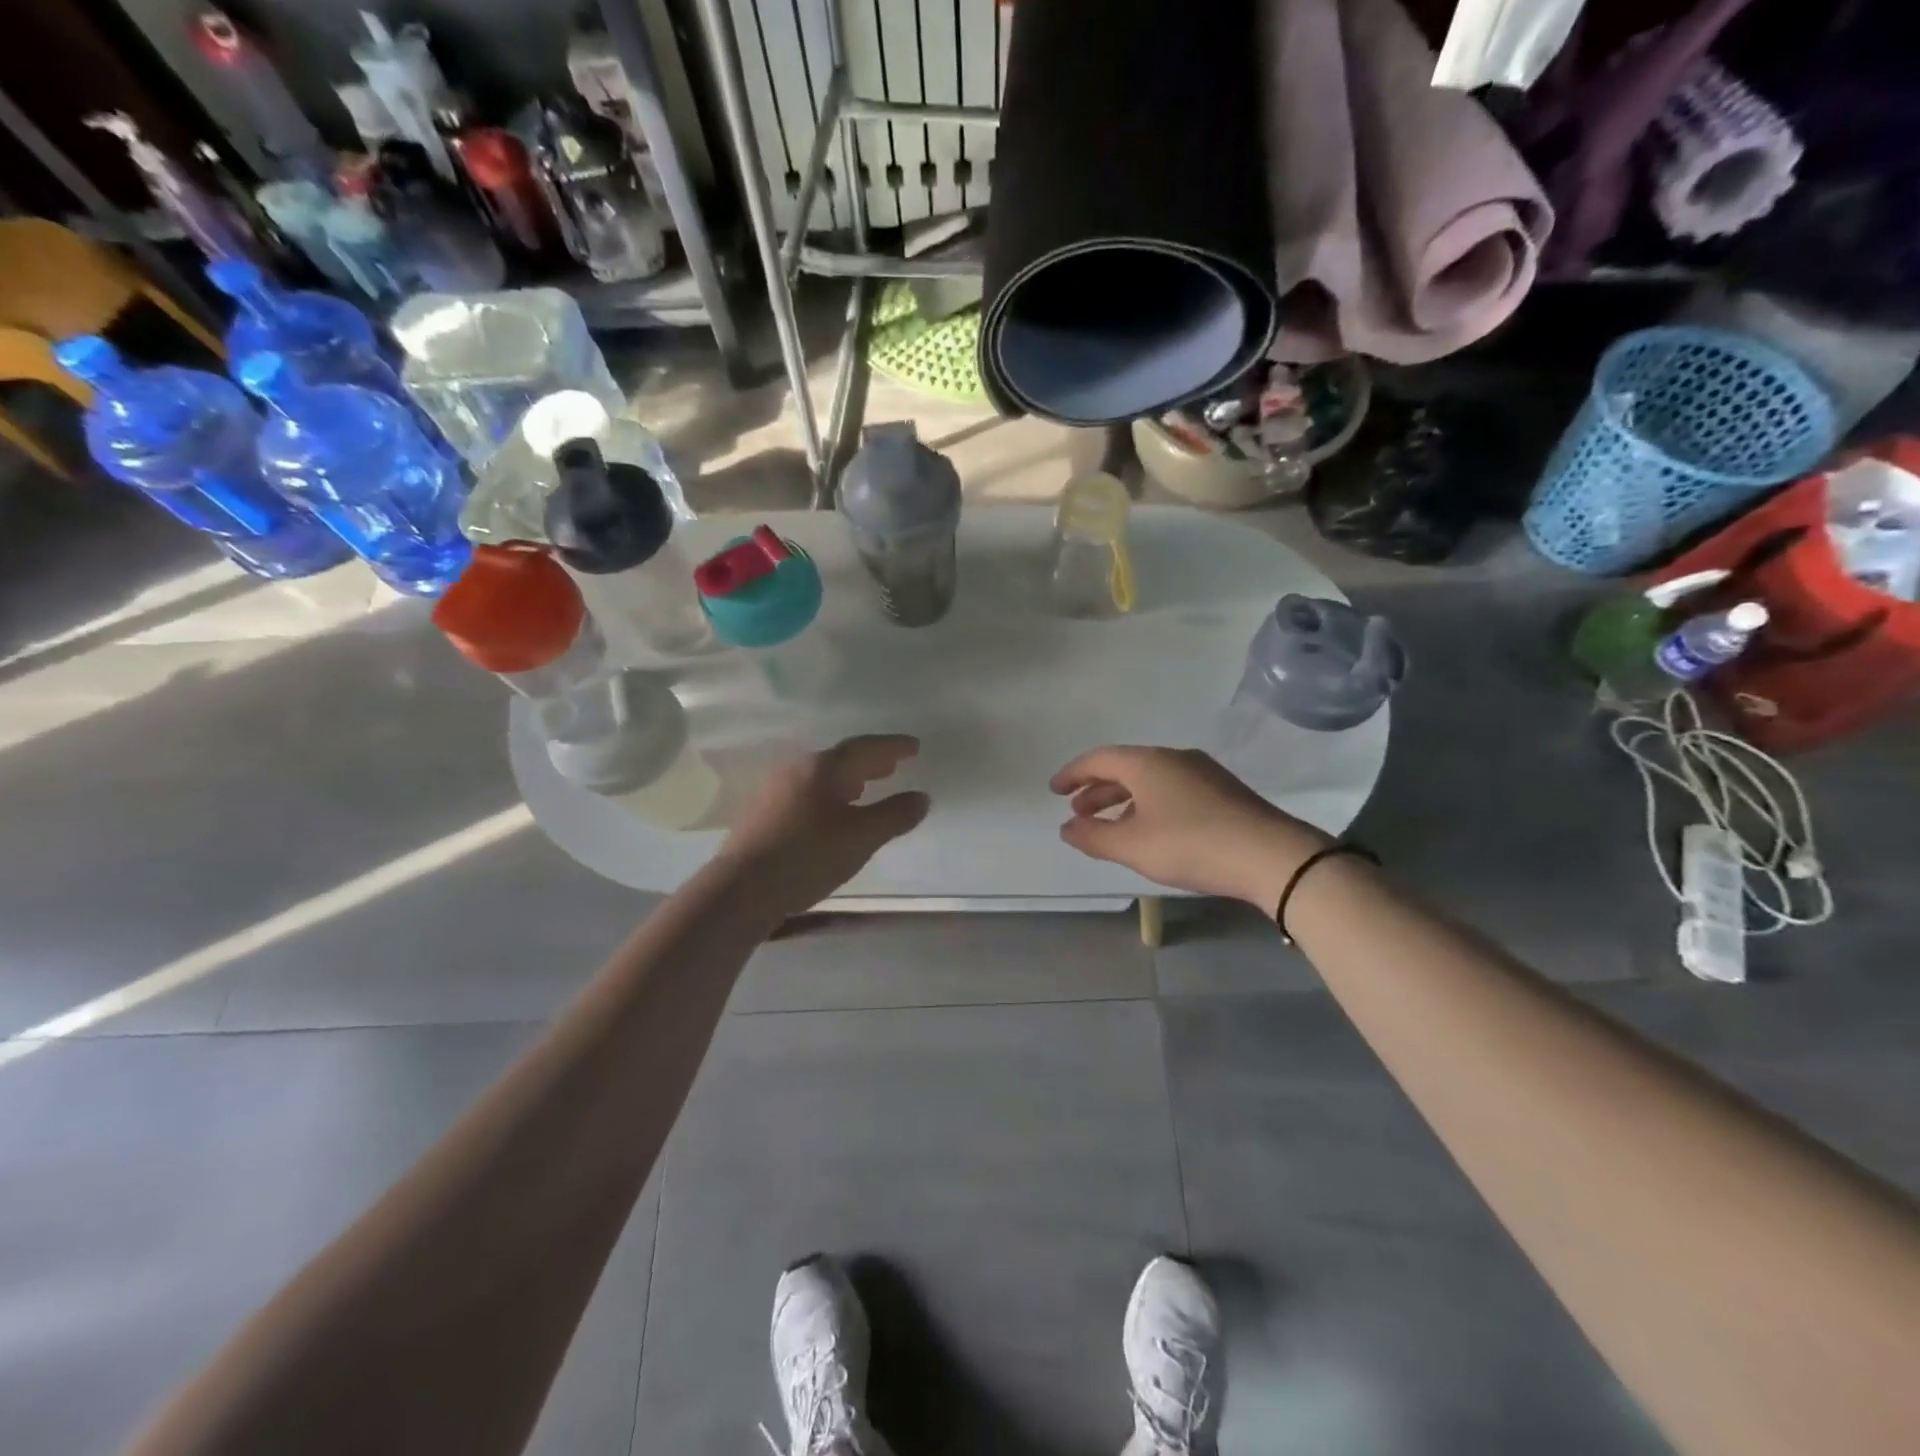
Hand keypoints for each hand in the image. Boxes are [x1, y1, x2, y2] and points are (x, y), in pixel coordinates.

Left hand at [718, 735, 929, 917]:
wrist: (741, 888)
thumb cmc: (808, 856)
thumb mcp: (862, 838)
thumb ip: (895, 815)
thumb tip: (921, 797)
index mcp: (823, 767)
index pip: (865, 747)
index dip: (893, 747)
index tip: (915, 747)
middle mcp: (797, 769)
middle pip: (841, 759)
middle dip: (870, 762)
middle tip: (893, 766)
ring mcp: (774, 789)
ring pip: (821, 777)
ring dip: (848, 780)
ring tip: (865, 789)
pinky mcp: (761, 812)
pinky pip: (805, 792)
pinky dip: (828, 795)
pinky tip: (831, 814)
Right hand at [1050, 746, 1329, 913]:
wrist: (1271, 855)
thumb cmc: (1191, 844)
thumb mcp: (1133, 846)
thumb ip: (1093, 836)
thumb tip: (1067, 828)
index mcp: (1148, 763)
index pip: (1099, 759)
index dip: (1073, 774)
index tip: (1055, 790)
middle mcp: (1174, 758)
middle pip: (1125, 767)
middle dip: (1097, 789)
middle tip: (1078, 812)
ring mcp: (1202, 773)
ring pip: (1150, 780)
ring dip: (1123, 799)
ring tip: (1109, 825)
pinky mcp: (1222, 792)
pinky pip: (1171, 789)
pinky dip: (1148, 804)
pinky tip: (1150, 830)